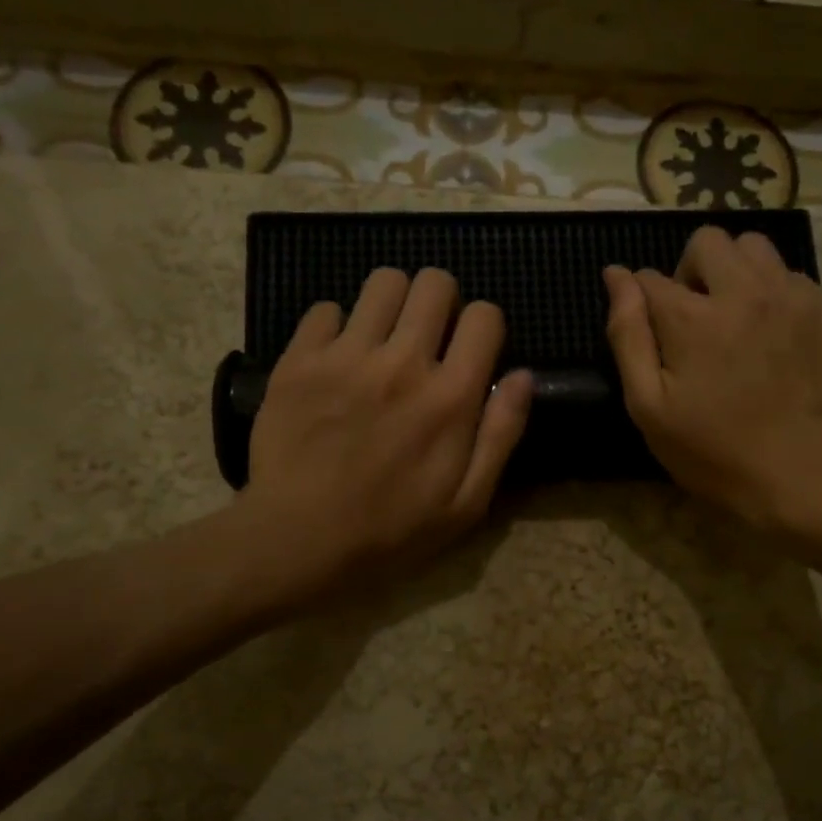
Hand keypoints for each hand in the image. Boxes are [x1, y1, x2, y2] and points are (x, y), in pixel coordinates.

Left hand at [241, 267, 532, 600]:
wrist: (298, 540)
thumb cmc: (391, 530)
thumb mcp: (467, 503)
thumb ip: (502, 435)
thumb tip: (523, 376)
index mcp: (451, 397)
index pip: (485, 316)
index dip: (485, 326)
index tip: (471, 350)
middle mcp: (403, 362)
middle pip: (435, 282)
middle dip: (441, 301)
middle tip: (428, 336)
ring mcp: (346, 356)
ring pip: (382, 281)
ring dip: (392, 303)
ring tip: (383, 338)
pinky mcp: (299, 360)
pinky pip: (325, 309)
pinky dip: (336, 326)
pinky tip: (336, 359)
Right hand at [604, 227, 821, 528]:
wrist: (803, 478)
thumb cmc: (713, 452)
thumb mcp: (649, 406)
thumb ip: (628, 334)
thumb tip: (616, 276)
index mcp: (693, 316)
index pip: (650, 278)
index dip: (642, 300)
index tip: (653, 330)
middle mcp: (746, 291)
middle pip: (708, 241)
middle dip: (691, 271)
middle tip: (695, 318)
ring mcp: (795, 298)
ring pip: (757, 248)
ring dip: (736, 272)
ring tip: (737, 319)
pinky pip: (795, 279)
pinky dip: (776, 296)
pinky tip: (775, 339)